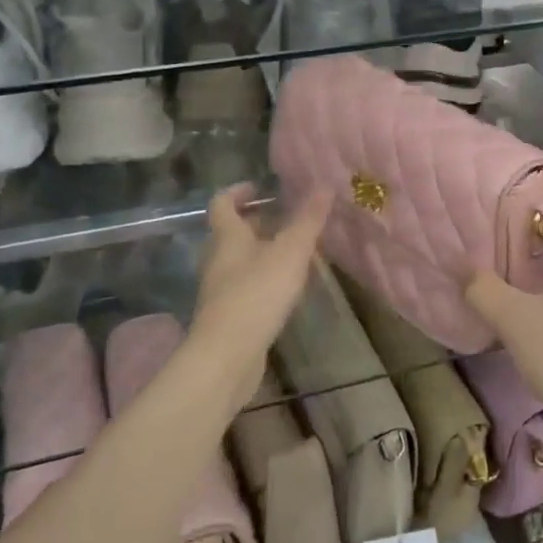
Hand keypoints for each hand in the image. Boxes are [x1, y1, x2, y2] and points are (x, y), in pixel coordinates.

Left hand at [185, 183, 331, 415]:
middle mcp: (218, 259)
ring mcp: (219, 290)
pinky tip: (286, 290)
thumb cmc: (256, 295)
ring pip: (239, 261)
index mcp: (227, 237)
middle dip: (257, 223)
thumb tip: (324, 185)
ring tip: (294, 254)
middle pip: (231, 233)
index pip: (222, 203)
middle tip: (287, 219)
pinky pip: (245, 287)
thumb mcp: (290, 252)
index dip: (238, 191)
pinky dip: (263, 279)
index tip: (260, 188)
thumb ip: (308, 220)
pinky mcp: (227, 316)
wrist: (226, 357)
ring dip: (262, 252)